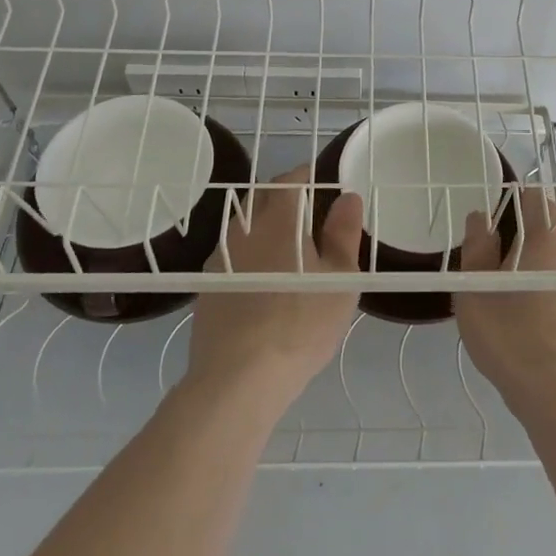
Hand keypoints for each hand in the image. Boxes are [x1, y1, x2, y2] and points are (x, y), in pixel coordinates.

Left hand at [184, 166, 362, 419]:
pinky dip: (250, 253)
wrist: (238, 378)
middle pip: (262, 196)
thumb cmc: (300, 323)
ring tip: (289, 250)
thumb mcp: (340, 279)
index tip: (325, 187)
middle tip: (310, 216)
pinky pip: (232, 253)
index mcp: (278, 218)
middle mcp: (244, 227)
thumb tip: (348, 197)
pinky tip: (263, 281)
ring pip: (245, 224)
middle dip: (285, 196)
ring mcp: (220, 256)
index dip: (309, 177)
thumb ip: (344, 233)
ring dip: (265, 225)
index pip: (290, 178)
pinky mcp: (207, 284)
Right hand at [456, 188, 555, 436]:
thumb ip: (476, 249)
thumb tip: (481, 218)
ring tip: (537, 274)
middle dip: (542, 217)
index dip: (514, 201)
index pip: (535, 195)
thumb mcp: (475, 296)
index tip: (498, 223)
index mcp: (546, 236)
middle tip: (516, 246)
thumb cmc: (515, 343)